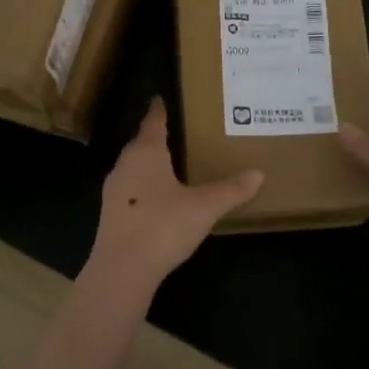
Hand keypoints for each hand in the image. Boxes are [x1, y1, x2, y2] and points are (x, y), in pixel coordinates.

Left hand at [85, 99, 262, 296]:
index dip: (158, 111)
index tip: (160, 99)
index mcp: (146, 153)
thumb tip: (258, 173)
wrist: (122, 270)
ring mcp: (114, 190)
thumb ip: (231, 190)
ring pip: (132, 167)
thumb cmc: (163, 226)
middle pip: (140, 143)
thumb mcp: (204, 207)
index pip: (152, 122)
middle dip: (153, 136)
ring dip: (147, 163)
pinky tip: (155, 198)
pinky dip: (142, 186)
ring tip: (167, 163)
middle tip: (174, 132)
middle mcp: (126, 165)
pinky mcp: (110, 214)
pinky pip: (129, 189)